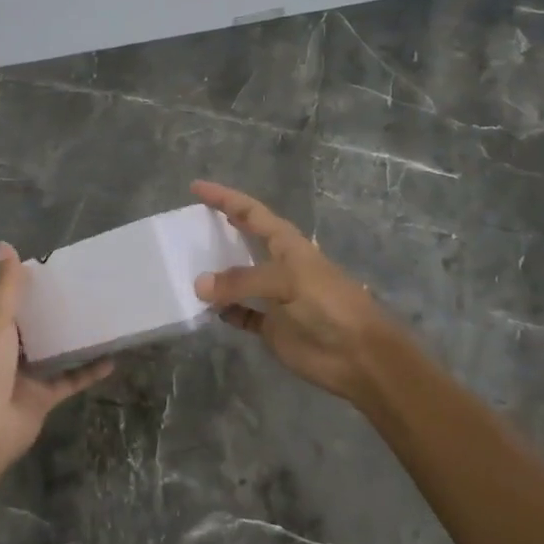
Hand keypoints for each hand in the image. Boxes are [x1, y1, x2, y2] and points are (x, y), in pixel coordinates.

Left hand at [0, 242, 112, 470]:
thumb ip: (5, 285)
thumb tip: (4, 245)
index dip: (18, 286)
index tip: (48, 271)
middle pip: (26, 325)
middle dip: (48, 310)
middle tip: (81, 288)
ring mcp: (21, 376)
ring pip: (49, 351)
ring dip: (69, 338)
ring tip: (98, 316)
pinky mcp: (40, 399)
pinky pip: (67, 380)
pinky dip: (87, 371)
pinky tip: (111, 358)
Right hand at [191, 180, 407, 402]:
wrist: (359, 355)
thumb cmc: (328, 305)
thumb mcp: (286, 282)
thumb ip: (241, 281)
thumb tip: (199, 285)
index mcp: (286, 244)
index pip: (250, 211)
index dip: (224, 197)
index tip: (196, 187)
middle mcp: (279, 265)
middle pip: (243, 240)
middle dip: (218, 230)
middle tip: (185, 226)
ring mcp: (274, 297)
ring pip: (238, 279)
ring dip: (216, 275)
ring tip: (184, 267)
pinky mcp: (272, 326)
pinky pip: (241, 314)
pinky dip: (225, 312)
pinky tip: (206, 310)